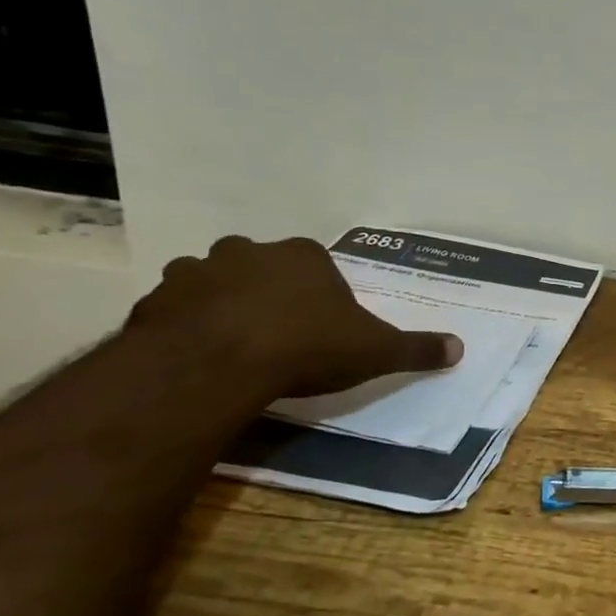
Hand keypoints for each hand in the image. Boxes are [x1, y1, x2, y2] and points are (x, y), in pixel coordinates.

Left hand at [127, 235, 463, 397]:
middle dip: (267, 290)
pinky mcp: (155, 302)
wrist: (217, 363)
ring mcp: (196, 273)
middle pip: (261, 265)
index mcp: (304, 257)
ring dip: (219, 303)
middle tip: (277, 330)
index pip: (316, 264)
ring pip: (210, 281)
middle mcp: (249, 253)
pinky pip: (173, 310)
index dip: (321, 293)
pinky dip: (183, 326)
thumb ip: (416, 348)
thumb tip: (460, 348)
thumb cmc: (307, 346)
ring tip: (231, 342)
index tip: (323, 324)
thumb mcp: (375, 351)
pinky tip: (196, 356)